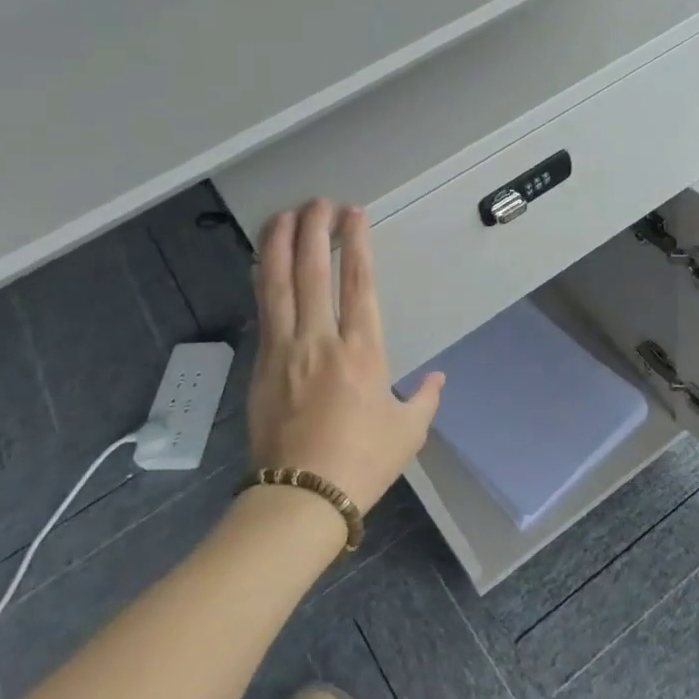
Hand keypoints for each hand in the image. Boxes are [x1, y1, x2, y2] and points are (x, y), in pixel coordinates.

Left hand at [248, 199, 442, 512]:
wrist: (302, 497)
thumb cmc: (363, 462)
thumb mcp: (408, 431)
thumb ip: (425, 398)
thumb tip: (437, 379)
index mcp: (363, 351)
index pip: (358, 282)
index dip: (356, 243)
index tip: (353, 214)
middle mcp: (321, 340)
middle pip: (313, 271)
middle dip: (314, 230)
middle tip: (317, 202)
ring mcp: (285, 350)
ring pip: (278, 284)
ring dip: (279, 244)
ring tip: (282, 214)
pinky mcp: (260, 366)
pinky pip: (262, 311)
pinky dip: (262, 279)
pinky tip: (261, 262)